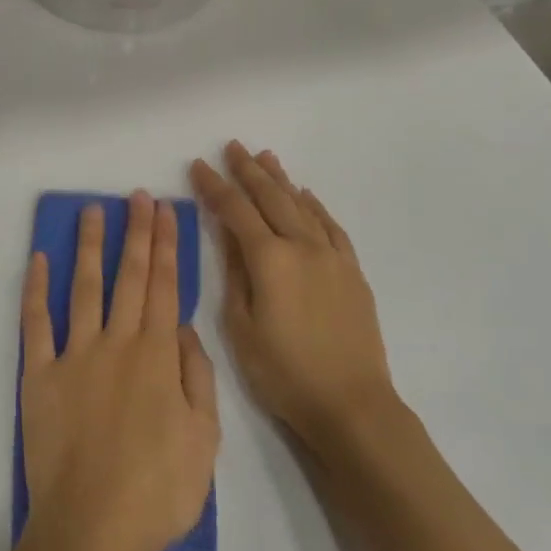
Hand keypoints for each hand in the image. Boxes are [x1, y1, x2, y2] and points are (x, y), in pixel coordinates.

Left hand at [18, 193, 220, 550]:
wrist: (92, 531)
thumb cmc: (158, 491)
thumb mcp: (204, 439)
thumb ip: (198, 376)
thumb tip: (185, 327)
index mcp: (158, 356)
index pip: (164, 287)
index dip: (166, 246)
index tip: (165, 212)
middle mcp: (116, 343)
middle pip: (128, 277)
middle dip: (134, 233)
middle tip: (135, 197)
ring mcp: (74, 356)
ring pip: (84, 287)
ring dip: (90, 246)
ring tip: (92, 211)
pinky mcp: (38, 375)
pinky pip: (35, 323)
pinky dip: (35, 289)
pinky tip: (39, 260)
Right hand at [189, 142, 391, 450]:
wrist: (351, 404)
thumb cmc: (284, 372)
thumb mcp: (241, 328)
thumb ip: (235, 276)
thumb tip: (230, 238)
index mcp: (269, 260)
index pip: (236, 211)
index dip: (215, 187)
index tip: (198, 165)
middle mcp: (303, 247)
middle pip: (272, 198)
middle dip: (249, 171)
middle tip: (232, 146)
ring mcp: (332, 257)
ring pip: (303, 206)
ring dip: (282, 180)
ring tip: (267, 157)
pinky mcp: (351, 272)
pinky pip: (331, 227)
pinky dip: (315, 207)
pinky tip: (306, 197)